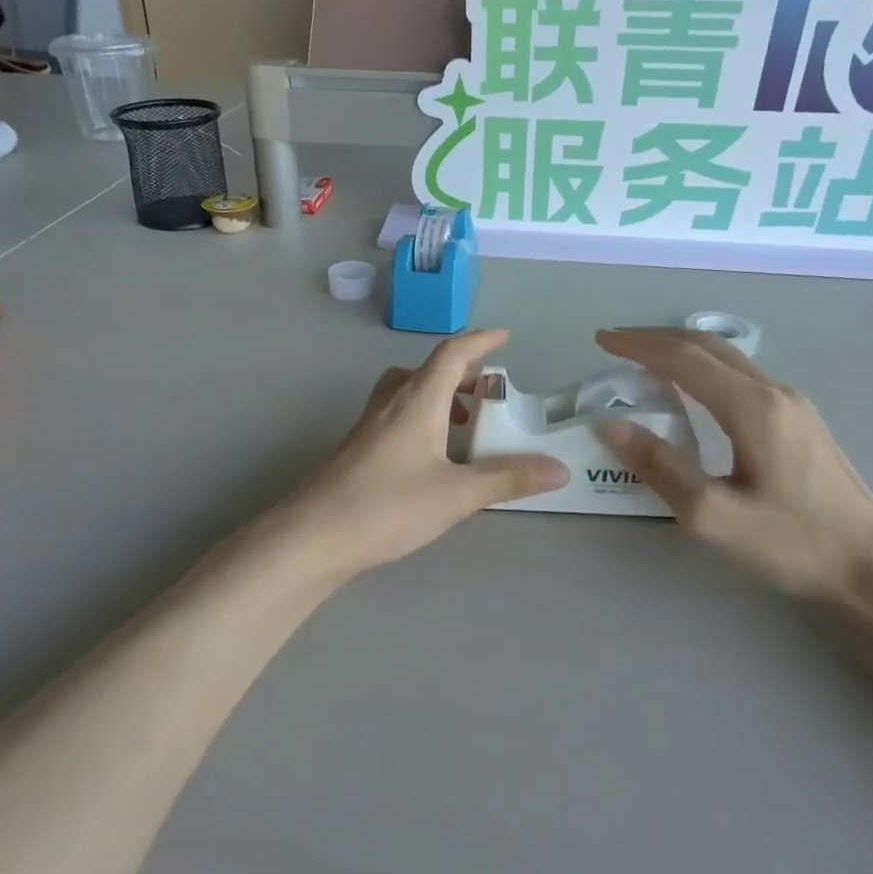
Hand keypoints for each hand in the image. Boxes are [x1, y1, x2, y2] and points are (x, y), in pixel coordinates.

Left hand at [282, 330, 567, 578]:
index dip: (480, 341)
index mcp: (417, 401)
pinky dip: (421, 419)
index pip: (452, 355)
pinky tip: (430, 457)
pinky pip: (395, 416)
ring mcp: (368, 426)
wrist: (313, 536)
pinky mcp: (356, 449)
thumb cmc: (387, 506)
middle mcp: (390, 404)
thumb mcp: (456, 494)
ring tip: (464, 426)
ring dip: (439, 397)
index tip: (504, 337)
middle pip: (427, 371)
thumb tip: (559, 469)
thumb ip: (507, 479)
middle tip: (488, 393)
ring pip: (408, 393)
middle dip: (461, 374)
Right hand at [595, 328, 872, 611]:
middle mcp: (773, 391)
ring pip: (726, 358)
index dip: (637, 345)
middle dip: (655, 338)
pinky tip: (690, 388)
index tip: (600, 340)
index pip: (682, 358)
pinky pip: (740, 375)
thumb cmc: (793, 543)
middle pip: (706, 346)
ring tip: (643, 360)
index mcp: (751, 407)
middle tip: (614, 343)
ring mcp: (792, 404)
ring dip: (680, 350)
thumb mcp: (713, 516)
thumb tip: (611, 425)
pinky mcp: (799, 420)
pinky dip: (702, 368)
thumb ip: (660, 467)